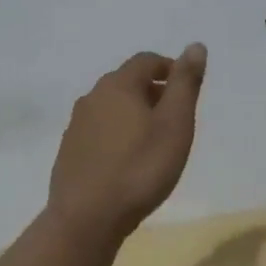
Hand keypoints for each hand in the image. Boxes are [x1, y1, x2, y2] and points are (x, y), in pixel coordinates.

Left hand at [48, 45, 206, 236]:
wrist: (86, 219)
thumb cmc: (140, 168)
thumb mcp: (175, 124)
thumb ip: (185, 83)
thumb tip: (195, 46)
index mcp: (118, 85)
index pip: (146, 60)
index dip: (170, 69)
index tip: (187, 89)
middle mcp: (92, 97)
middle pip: (127, 82)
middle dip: (153, 92)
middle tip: (175, 118)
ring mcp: (76, 125)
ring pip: (111, 108)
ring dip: (133, 114)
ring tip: (153, 141)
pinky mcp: (69, 152)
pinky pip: (98, 131)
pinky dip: (116, 135)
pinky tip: (127, 161)